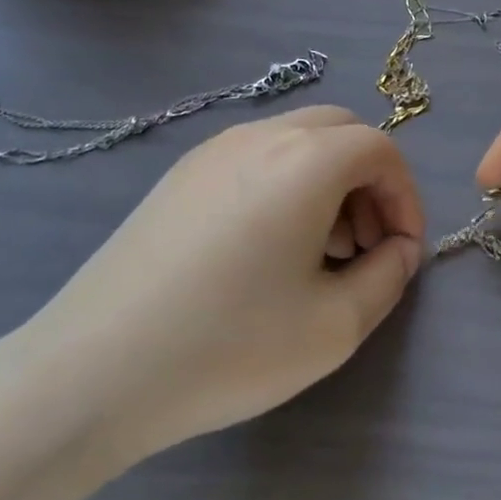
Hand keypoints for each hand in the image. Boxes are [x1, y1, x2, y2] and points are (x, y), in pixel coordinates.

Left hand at [19, 107, 424, 465]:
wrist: (96, 368)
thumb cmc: (229, 345)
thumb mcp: (335, 326)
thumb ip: (388, 277)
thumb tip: (398, 250)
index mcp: (305, 160)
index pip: (380, 149)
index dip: (405, 197)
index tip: (402, 252)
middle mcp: (259, 136)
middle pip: (339, 131)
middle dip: (368, 183)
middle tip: (363, 248)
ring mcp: (211, 150)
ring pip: (294, 141)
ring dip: (326, 182)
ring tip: (317, 255)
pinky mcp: (178, 175)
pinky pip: (253, 159)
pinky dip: (283, 185)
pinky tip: (264, 251)